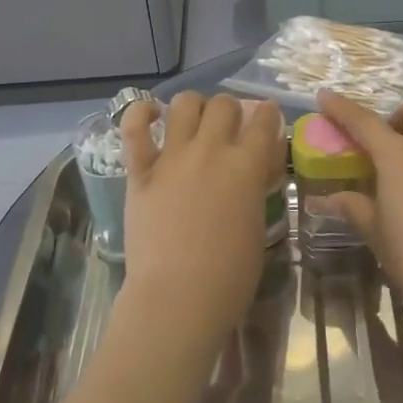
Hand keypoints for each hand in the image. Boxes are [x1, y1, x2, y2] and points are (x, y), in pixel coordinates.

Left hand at [117, 93, 285, 352]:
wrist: (177, 298)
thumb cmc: (229, 277)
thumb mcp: (258, 228)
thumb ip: (256, 189)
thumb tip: (256, 168)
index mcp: (246, 166)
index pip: (264, 120)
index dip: (268, 115)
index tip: (266, 118)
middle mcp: (211, 151)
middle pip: (224, 105)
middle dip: (231, 110)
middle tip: (228, 128)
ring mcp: (172, 157)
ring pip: (184, 104)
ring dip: (193, 106)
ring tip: (193, 120)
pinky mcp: (140, 171)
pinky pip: (134, 128)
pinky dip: (140, 113)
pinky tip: (150, 114)